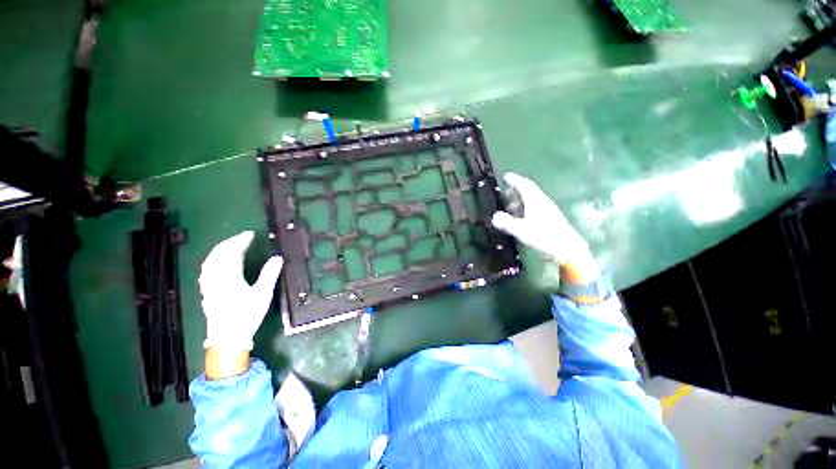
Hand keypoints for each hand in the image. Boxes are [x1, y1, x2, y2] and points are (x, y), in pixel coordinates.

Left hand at [199, 231, 283, 350]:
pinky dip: (213, 261)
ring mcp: (209, 285)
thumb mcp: (263, 294)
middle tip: (242, 237)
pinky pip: (207, 271)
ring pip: (210, 262)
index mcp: (229, 277)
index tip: (250, 234)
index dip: (240, 241)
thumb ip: (269, 274)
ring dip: (220, 250)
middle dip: (230, 243)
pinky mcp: (207, 292)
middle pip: (218, 255)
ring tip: (230, 246)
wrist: (227, 337)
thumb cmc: (247, 315)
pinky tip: (217, 263)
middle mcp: (216, 278)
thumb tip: (277, 257)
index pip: (233, 253)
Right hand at [492, 173, 598, 282]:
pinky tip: (523, 216)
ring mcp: (548, 212)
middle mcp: (543, 203)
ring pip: (533, 200)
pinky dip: (526, 208)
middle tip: (507, 189)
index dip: (515, 180)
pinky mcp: (551, 220)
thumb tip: (494, 216)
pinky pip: (536, 208)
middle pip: (530, 191)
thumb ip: (508, 224)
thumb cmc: (545, 238)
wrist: (569, 251)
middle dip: (518, 188)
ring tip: (511, 203)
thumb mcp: (523, 231)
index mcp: (536, 202)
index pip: (525, 186)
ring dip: (522, 199)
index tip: (507, 176)